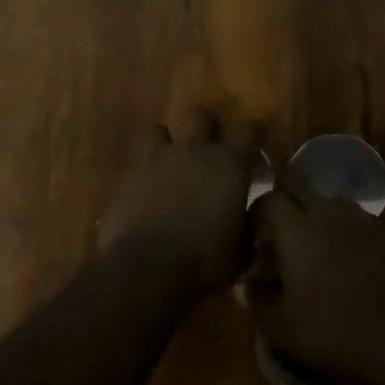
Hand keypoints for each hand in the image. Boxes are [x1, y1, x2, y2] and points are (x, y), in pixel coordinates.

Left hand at [100, 107, 261, 292]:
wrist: (146, 269)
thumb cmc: (204, 261)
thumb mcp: (240, 250)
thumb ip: (248, 224)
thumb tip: (252, 213)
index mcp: (230, 164)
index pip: (250, 131)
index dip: (255, 135)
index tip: (256, 146)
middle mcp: (195, 151)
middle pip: (201, 115)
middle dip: (207, 126)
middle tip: (209, 147)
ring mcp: (157, 159)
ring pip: (159, 129)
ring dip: (166, 142)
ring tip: (169, 162)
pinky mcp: (128, 175)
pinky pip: (137, 160)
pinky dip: (144, 170)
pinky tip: (146, 188)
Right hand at [249, 187, 384, 384]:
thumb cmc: (333, 333)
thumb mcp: (281, 329)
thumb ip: (256, 302)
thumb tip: (244, 286)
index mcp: (298, 230)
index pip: (269, 199)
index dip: (258, 211)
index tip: (255, 232)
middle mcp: (331, 213)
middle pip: (303, 190)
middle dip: (289, 205)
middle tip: (284, 234)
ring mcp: (366, 220)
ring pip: (335, 203)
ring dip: (321, 216)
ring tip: (319, 244)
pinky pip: (363, 221)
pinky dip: (351, 231)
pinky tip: (354, 258)